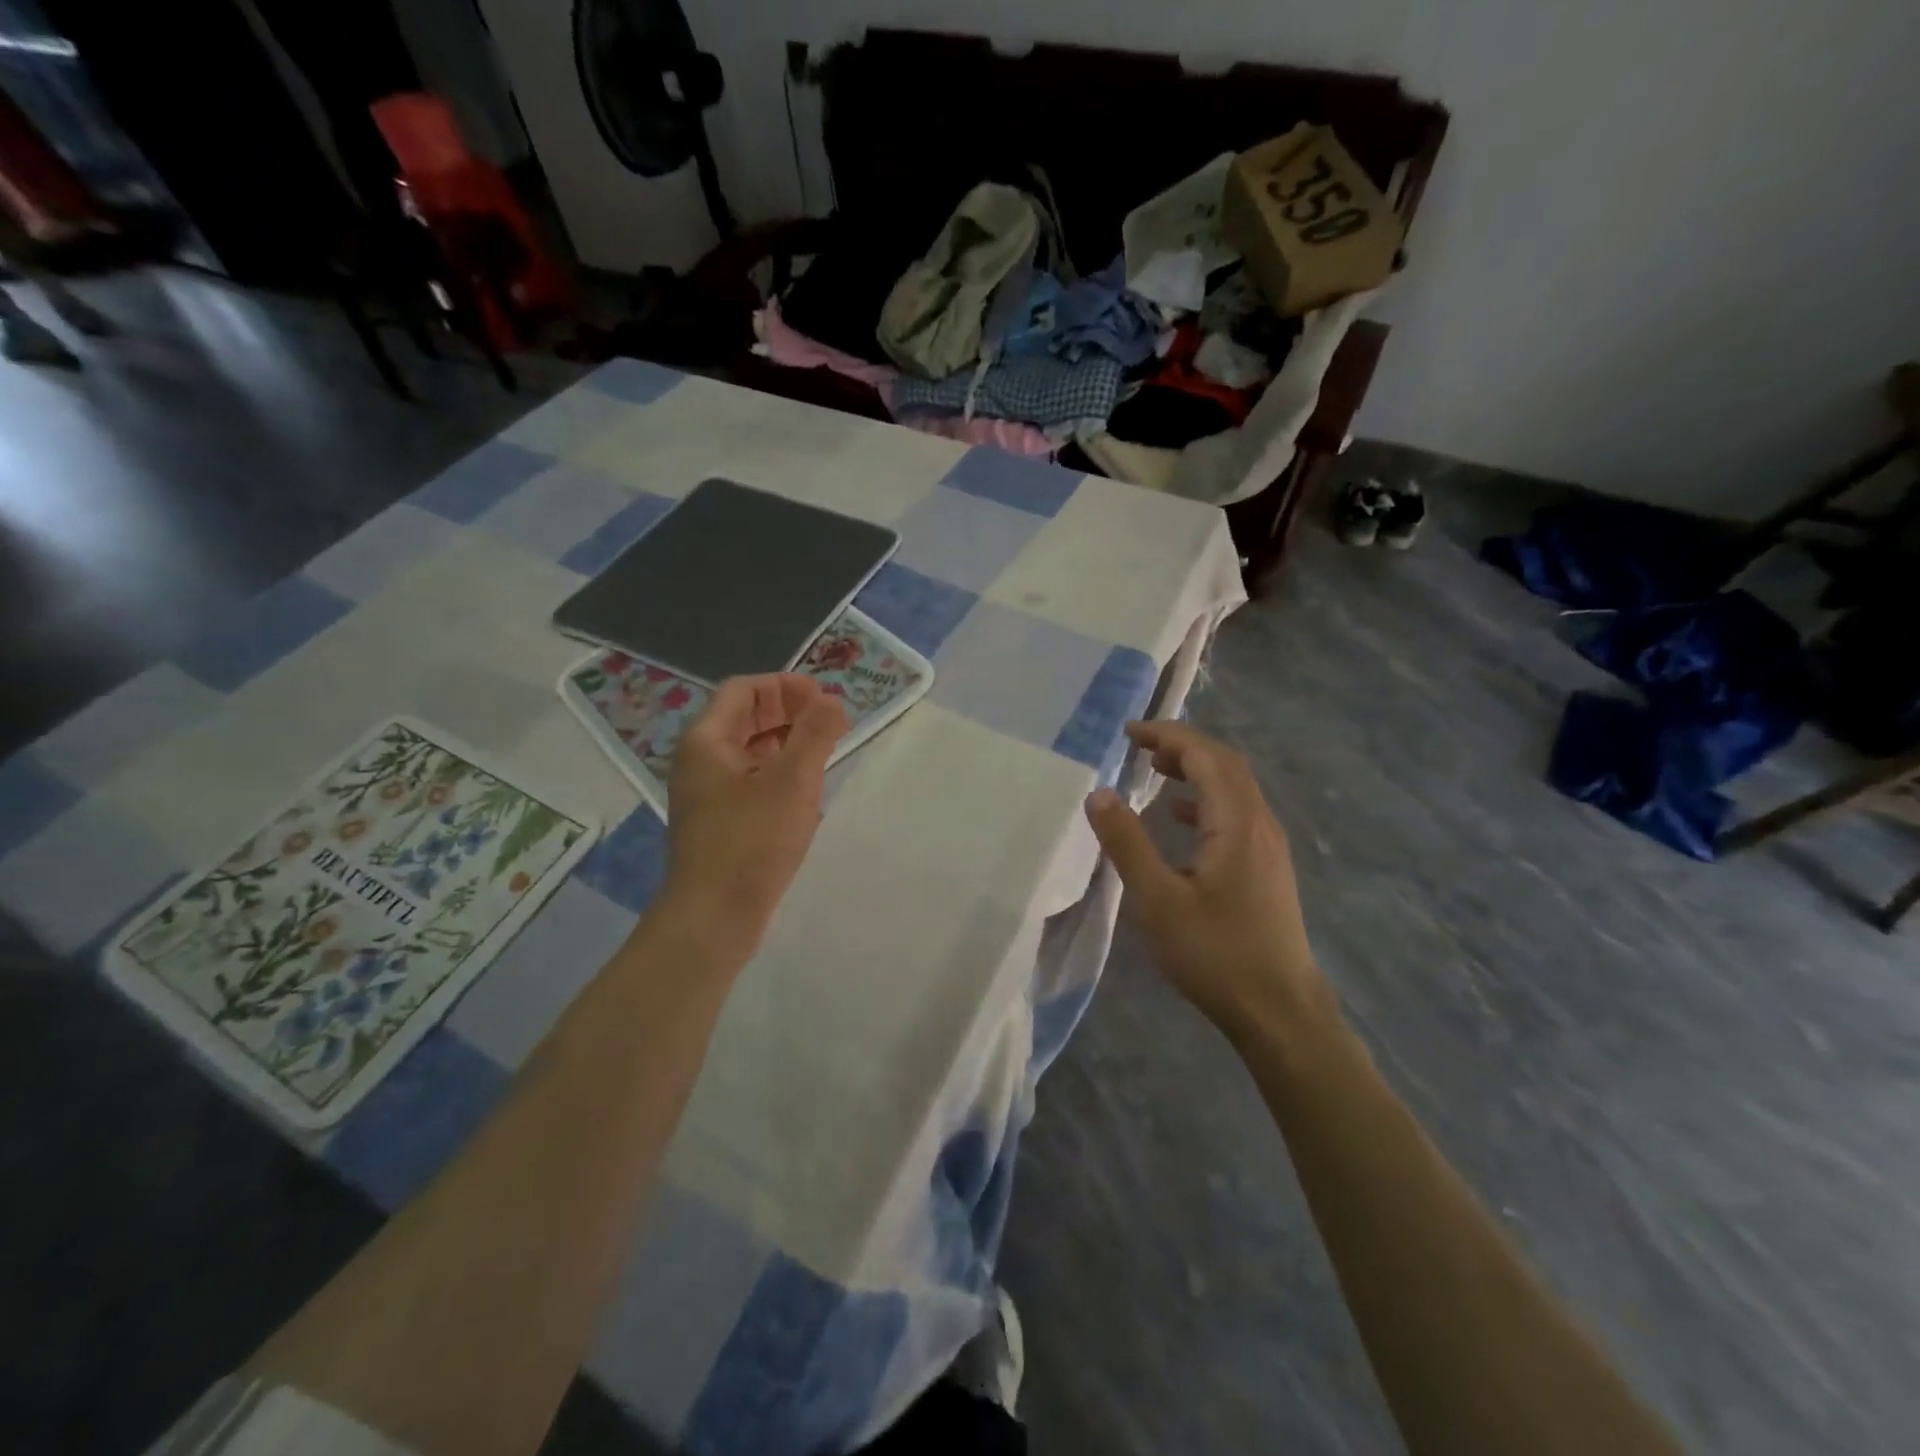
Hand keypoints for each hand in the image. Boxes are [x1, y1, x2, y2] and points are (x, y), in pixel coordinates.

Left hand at [663, 674, 847, 957]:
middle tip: (830, 722)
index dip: (786, 686)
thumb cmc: (751, 842)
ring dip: (786, 742)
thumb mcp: (792, 782)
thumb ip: (815, 735)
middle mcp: (700, 761)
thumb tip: (831, 702)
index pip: (745, 690)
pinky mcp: (718, 822)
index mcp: (707, 741)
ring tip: (824, 751)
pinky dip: (778, 772)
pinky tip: (804, 790)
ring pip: (750, 751)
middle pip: (745, 717)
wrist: (713, 917)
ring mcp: (706, 793)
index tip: (824, 699)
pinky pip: (750, 780)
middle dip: (789, 712)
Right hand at [1084, 721, 1331, 1045]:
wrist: (1280, 1012)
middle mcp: (1260, 824)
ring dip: (1196, 770)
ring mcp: (1269, 847)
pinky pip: (1236, 814)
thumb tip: (1099, 793)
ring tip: (1155, 770)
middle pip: (1226, 765)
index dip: (1168, 736)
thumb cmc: (1216, 954)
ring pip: (1234, 789)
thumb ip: (1127, 843)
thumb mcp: (1158, 900)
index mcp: (1237, 823)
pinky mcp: (1267, 868)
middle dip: (1182, 746)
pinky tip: (1180, 818)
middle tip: (1139, 746)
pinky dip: (1205, 801)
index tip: (1129, 733)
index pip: (1206, 757)